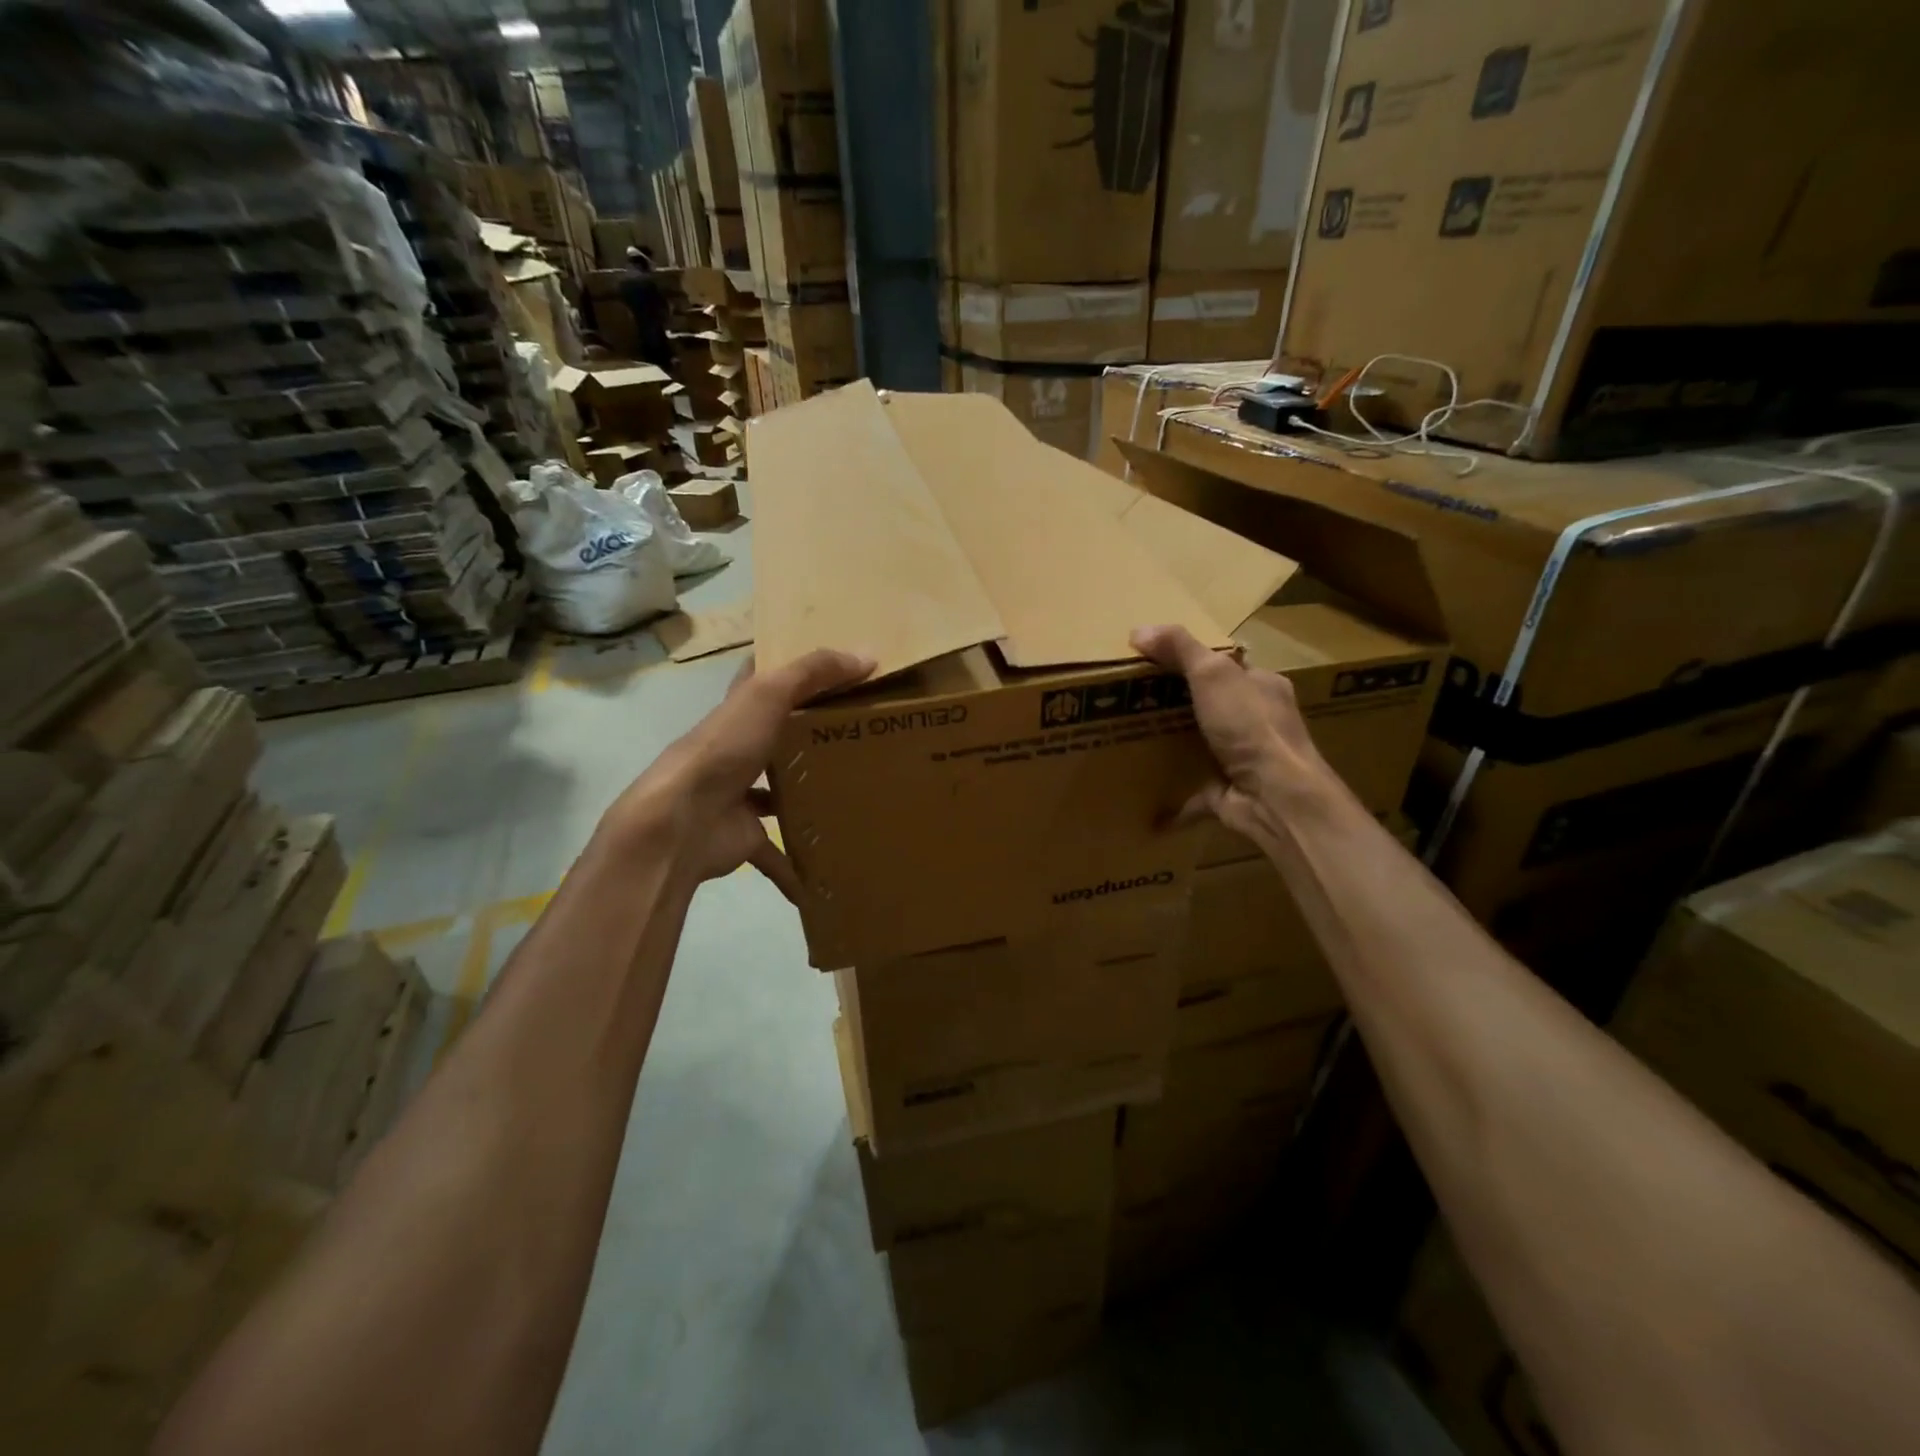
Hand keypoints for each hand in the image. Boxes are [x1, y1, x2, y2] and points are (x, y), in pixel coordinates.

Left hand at [606, 648, 874, 900]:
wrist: (680, 823)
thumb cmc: (723, 750)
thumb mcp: (769, 695)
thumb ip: (814, 672)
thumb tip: (868, 655)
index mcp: (739, 714)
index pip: (761, 682)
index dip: (789, 672)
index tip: (830, 671)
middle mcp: (737, 752)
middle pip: (776, 739)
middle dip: (809, 738)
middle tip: (859, 738)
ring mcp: (738, 797)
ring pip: (778, 794)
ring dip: (805, 797)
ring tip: (853, 796)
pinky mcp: (744, 838)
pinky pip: (776, 855)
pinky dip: (796, 868)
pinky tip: (824, 879)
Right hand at [1130, 623, 1330, 840]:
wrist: (1275, 796)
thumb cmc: (1250, 726)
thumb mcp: (1213, 673)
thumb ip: (1180, 648)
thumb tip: (1139, 628)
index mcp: (1262, 687)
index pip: (1228, 666)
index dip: (1193, 660)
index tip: (1154, 661)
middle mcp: (1257, 722)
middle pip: (1213, 705)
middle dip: (1178, 704)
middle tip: (1133, 699)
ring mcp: (1244, 760)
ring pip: (1204, 747)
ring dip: (1174, 747)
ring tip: (1131, 740)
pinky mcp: (1227, 794)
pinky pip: (1194, 793)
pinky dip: (1172, 801)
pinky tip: (1146, 803)